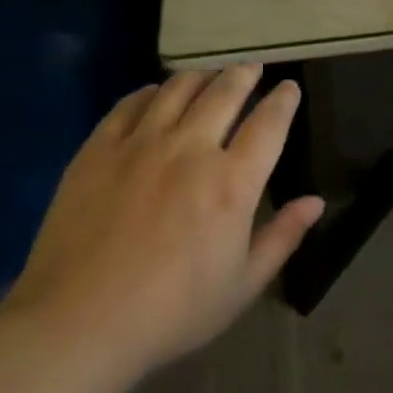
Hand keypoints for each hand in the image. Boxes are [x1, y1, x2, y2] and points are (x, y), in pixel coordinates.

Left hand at [0, 66, 322, 381]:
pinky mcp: (100, 147)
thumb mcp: (241, 286)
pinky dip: (152, 92)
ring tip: (210, 76)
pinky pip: (131, 102)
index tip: (289, 87)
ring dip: (202, 76)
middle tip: (251, 69)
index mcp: (231, 183)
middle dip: (244, 74)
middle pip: (225, 91)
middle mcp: (191, 149)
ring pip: (179, 87)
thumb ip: (282, 237)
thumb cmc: (170, 314)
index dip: (284, 100)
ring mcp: (141, 143)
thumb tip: (316, 201)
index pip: (269, 124)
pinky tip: (157, 95)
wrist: (77, 324)